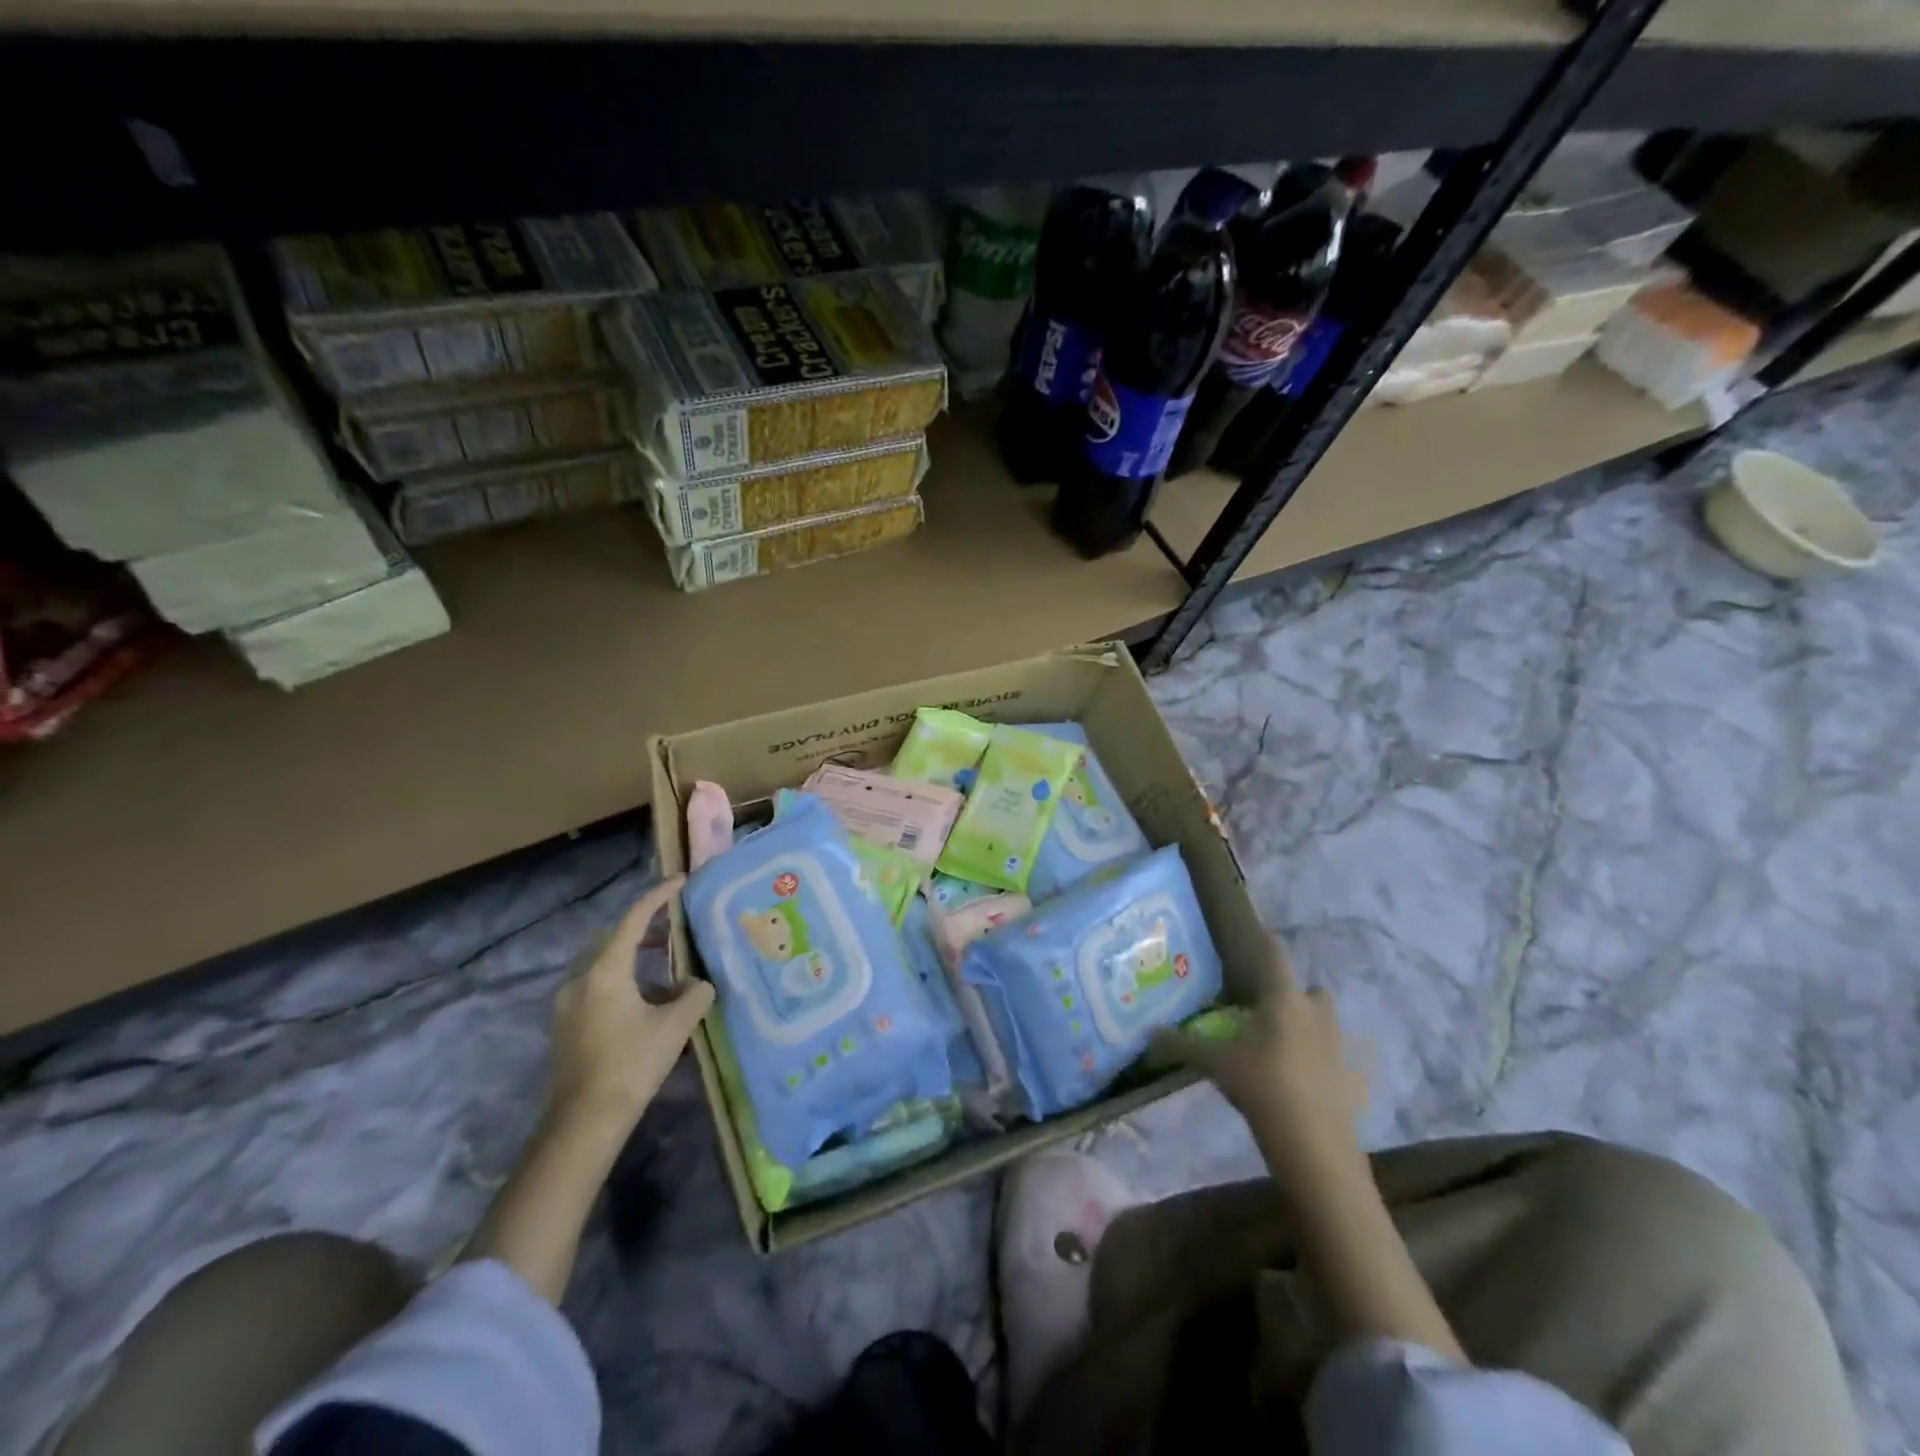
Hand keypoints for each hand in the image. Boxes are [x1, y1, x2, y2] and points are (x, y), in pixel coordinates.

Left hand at [547, 876, 714, 1132]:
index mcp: (605, 972)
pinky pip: (595, 986)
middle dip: (643, 928)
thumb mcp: (675, 1026)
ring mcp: (566, 1004)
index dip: (658, 897)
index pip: (633, 920)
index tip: (680, 881)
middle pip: (612, 938)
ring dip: (632, 958)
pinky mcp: (565, 1025)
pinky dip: (621, 980)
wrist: (584, 1123)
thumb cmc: (631, 1065)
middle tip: (673, 928)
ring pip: (602, 964)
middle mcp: (579, 980)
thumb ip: (695, 995)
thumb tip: (699, 985)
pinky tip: (645, 1002)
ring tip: (666, 968)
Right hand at [1151, 937, 1367, 1188]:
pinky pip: (1340, 1062)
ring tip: (1286, 1043)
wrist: (1314, 1146)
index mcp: (1283, 1000)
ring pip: (1328, 1023)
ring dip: (1312, 1025)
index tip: (1258, 935)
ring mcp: (1340, 1048)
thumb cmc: (1262, 1087)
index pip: (1276, 956)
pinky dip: (1327, 1066)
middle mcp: (1316, 1014)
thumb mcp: (1215, 1064)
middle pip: (1311, 990)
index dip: (1266, 943)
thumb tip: (1148, 1032)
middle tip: (1269, 1007)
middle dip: (1295, 994)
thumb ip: (1182, 1045)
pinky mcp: (1353, 1080)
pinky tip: (1308, 1081)